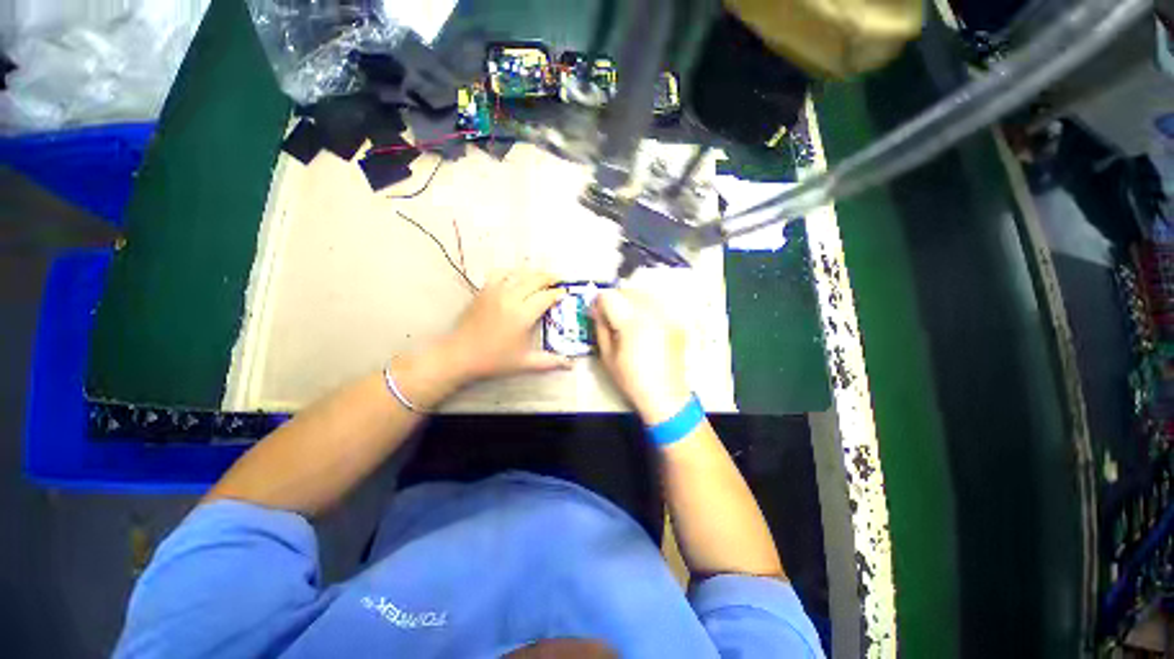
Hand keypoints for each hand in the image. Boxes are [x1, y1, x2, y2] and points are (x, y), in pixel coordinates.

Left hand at [442, 270, 571, 382]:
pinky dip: (511, 272)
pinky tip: (515, 277)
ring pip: (519, 274)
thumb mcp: (525, 362)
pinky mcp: (484, 291)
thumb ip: (550, 361)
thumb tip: (571, 364)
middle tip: (559, 280)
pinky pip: (499, 274)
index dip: (558, 294)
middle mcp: (511, 298)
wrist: (460, 354)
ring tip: (541, 277)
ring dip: (533, 273)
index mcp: (523, 315)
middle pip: (535, 279)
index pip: (546, 297)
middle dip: (549, 278)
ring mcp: (495, 292)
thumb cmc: (494, 360)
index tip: (565, 294)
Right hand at [592, 289, 691, 424]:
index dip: (599, 302)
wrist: (665, 395)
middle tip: (612, 317)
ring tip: (629, 320)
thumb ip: (600, 328)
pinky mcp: (676, 321)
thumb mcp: (607, 356)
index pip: (609, 296)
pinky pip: (658, 304)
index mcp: (631, 322)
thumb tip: (596, 310)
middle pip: (627, 291)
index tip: (598, 312)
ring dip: (632, 301)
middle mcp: (651, 312)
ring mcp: (667, 315)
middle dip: (616, 300)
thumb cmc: (632, 380)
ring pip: (643, 293)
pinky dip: (647, 307)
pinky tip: (645, 324)